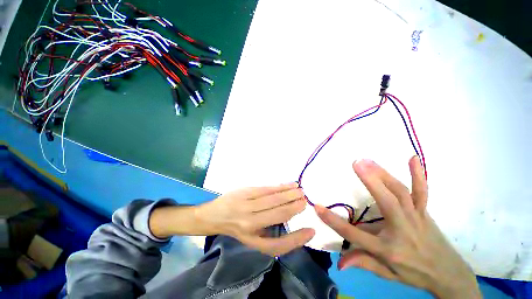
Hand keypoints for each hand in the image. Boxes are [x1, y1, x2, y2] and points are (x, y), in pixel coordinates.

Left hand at [197, 182, 314, 255]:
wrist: (213, 215)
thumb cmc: (235, 226)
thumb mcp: (252, 234)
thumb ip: (270, 229)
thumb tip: (289, 215)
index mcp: (252, 240)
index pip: (279, 244)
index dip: (297, 239)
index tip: (311, 230)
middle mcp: (250, 224)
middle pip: (279, 214)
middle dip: (295, 207)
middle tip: (306, 200)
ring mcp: (247, 206)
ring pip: (274, 199)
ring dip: (289, 194)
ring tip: (300, 190)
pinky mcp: (245, 192)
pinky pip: (266, 189)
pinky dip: (279, 187)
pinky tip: (288, 184)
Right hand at [315, 157, 480, 298]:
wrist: (447, 273)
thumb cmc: (412, 272)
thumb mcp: (385, 273)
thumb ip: (361, 262)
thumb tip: (339, 264)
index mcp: (387, 248)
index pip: (353, 234)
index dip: (333, 221)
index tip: (317, 207)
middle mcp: (401, 230)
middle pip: (385, 202)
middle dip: (370, 181)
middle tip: (356, 163)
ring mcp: (415, 218)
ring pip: (400, 193)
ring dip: (383, 174)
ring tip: (368, 161)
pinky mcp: (424, 212)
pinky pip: (422, 191)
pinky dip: (418, 174)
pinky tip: (413, 158)